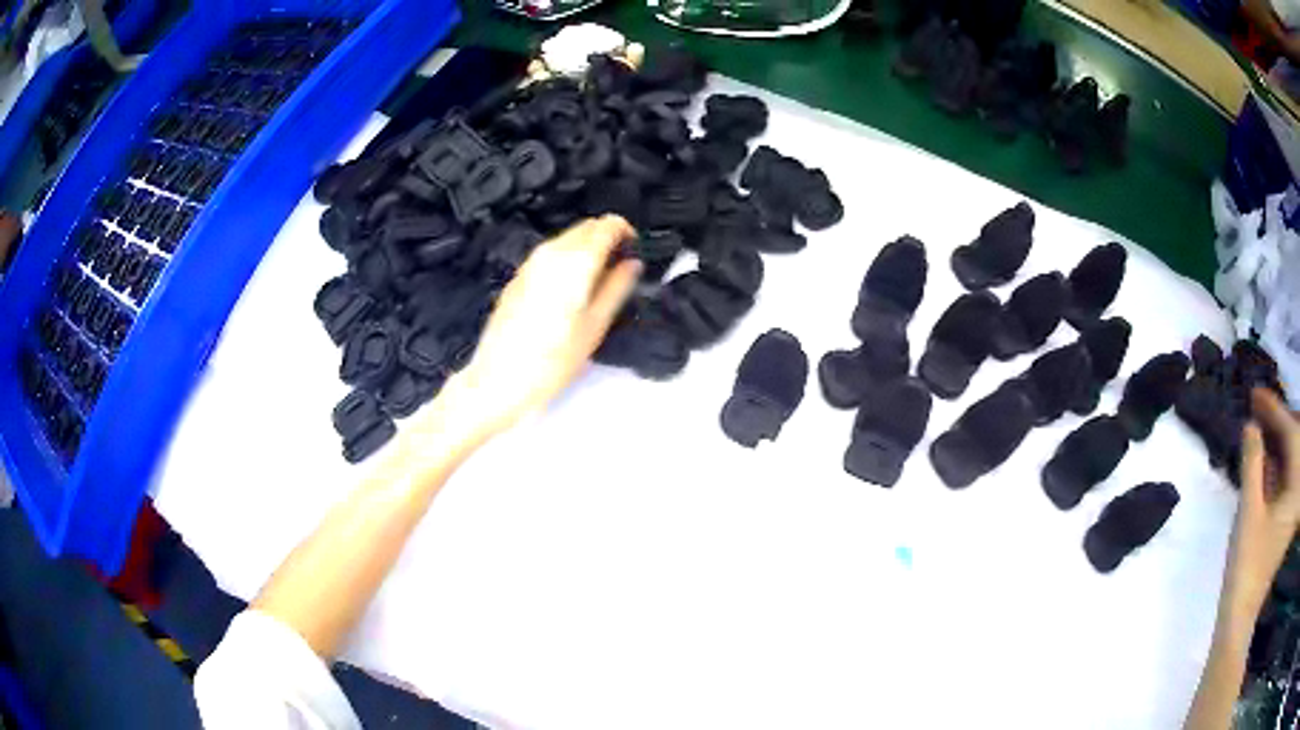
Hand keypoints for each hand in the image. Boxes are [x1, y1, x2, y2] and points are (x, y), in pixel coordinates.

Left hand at [434, 215, 640, 439]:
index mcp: (575, 260)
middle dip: (607, 238)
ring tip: (597, 282)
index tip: (635, 250)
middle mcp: (551, 251)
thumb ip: (617, 288)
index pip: (607, 225)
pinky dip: (566, 260)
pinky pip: (550, 255)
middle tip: (620, 267)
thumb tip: (632, 264)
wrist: (499, 379)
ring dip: (586, 249)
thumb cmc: (553, 359)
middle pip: (586, 227)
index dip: (626, 232)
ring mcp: (530, 262)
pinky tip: (569, 292)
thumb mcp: (595, 326)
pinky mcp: (518, 276)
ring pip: (567, 239)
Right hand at [1222, 388, 1299, 621]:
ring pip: (1289, 462)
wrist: (1240, 618)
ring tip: (1260, 427)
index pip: (1290, 435)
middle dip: (1279, 421)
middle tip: (1259, 406)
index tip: (1256, 394)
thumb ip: (1252, 465)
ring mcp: (1291, 509)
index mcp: (1295, 489)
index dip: (1275, 411)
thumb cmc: (1247, 567)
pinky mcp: (1284, 521)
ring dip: (1277, 441)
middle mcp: (1297, 493)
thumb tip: (1251, 426)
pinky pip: (1285, 480)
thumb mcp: (1249, 513)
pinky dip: (1276, 464)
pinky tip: (1264, 460)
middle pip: (1294, 444)